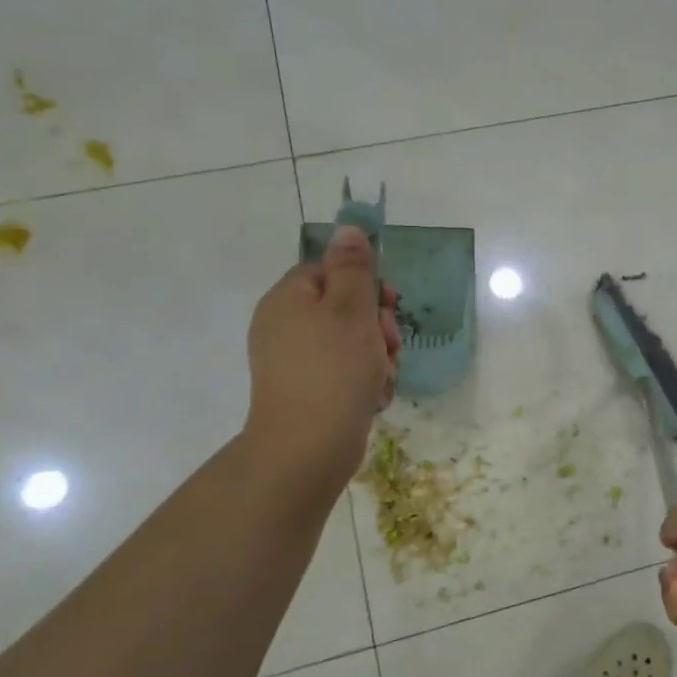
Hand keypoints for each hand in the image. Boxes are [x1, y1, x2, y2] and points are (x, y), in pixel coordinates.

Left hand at [243, 226, 401, 489]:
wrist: (308, 448)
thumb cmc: (333, 369)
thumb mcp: (351, 309)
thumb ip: (354, 267)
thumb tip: (348, 228)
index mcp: (289, 299)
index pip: (331, 271)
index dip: (366, 283)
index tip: (389, 302)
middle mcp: (286, 326)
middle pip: (346, 307)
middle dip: (378, 325)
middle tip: (387, 344)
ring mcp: (297, 362)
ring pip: (354, 343)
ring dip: (378, 356)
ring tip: (380, 377)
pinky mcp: (311, 392)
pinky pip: (347, 373)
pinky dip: (365, 381)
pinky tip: (373, 397)